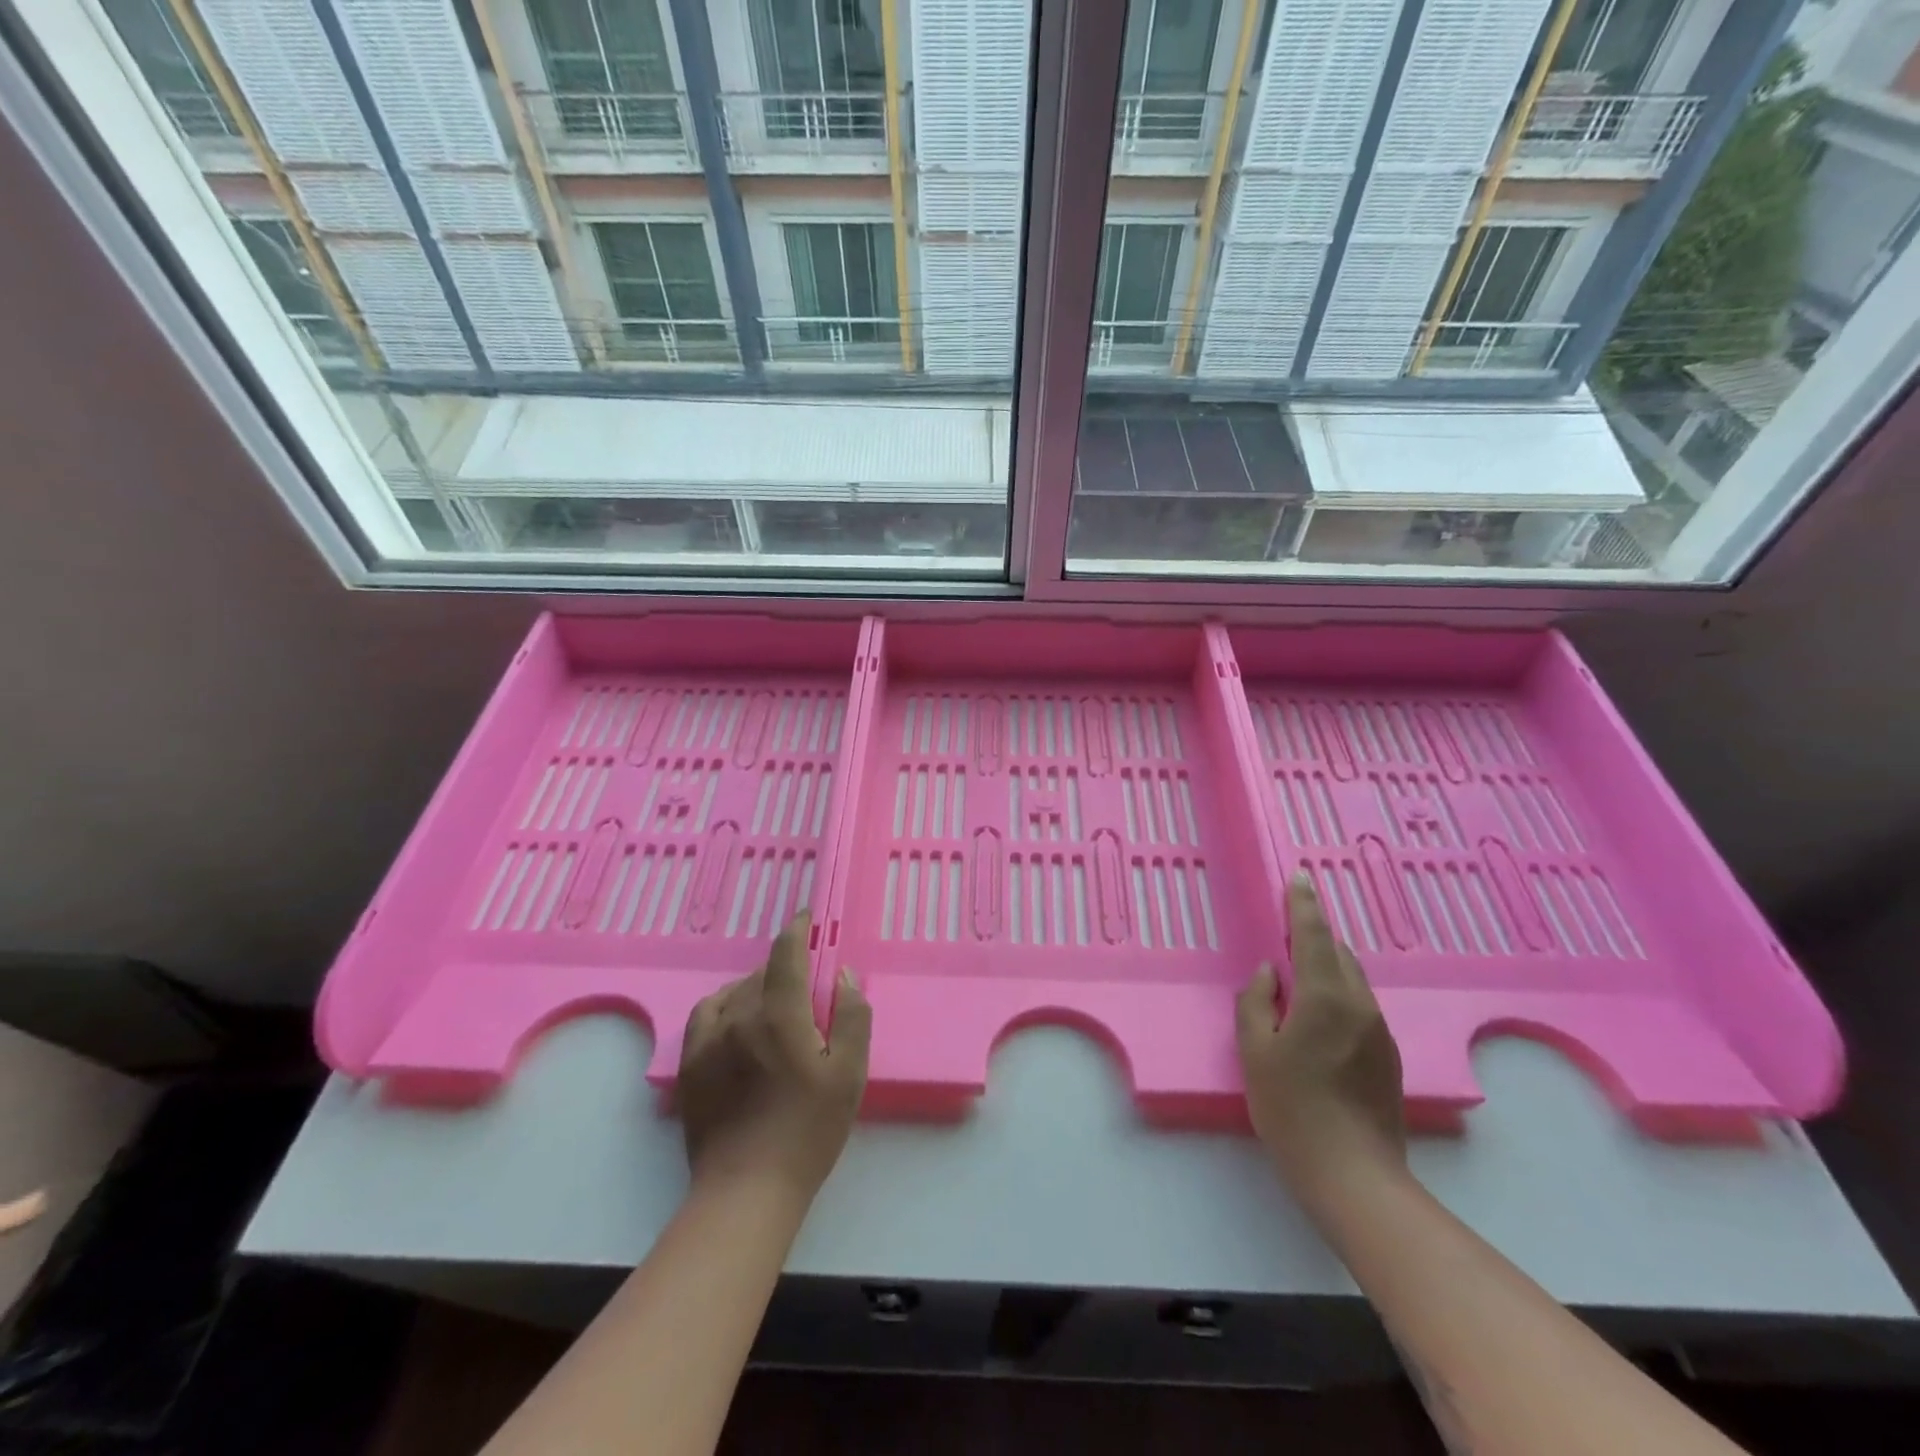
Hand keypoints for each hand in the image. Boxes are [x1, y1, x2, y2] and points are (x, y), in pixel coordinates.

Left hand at [678, 913, 870, 1201]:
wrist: (746, 1190)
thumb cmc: (808, 1132)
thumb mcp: (850, 1074)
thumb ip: (852, 1016)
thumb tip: (843, 975)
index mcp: (779, 1014)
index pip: (785, 953)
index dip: (798, 929)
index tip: (808, 918)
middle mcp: (738, 1016)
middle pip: (761, 973)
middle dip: (784, 968)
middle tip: (805, 987)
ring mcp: (708, 1040)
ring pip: (733, 992)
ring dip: (756, 988)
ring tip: (774, 1006)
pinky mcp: (690, 1065)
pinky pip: (706, 1014)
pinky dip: (725, 1005)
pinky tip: (736, 1021)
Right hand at [1237, 873, 1405, 1204]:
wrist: (1354, 1176)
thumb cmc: (1291, 1109)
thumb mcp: (1255, 1052)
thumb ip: (1256, 1003)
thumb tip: (1270, 974)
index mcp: (1324, 997)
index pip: (1313, 935)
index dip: (1303, 904)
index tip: (1300, 877)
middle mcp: (1359, 1005)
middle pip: (1338, 953)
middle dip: (1314, 933)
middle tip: (1289, 924)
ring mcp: (1379, 1031)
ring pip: (1352, 979)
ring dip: (1326, 964)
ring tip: (1299, 969)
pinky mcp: (1387, 1056)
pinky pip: (1358, 1005)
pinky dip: (1337, 991)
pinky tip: (1318, 1014)